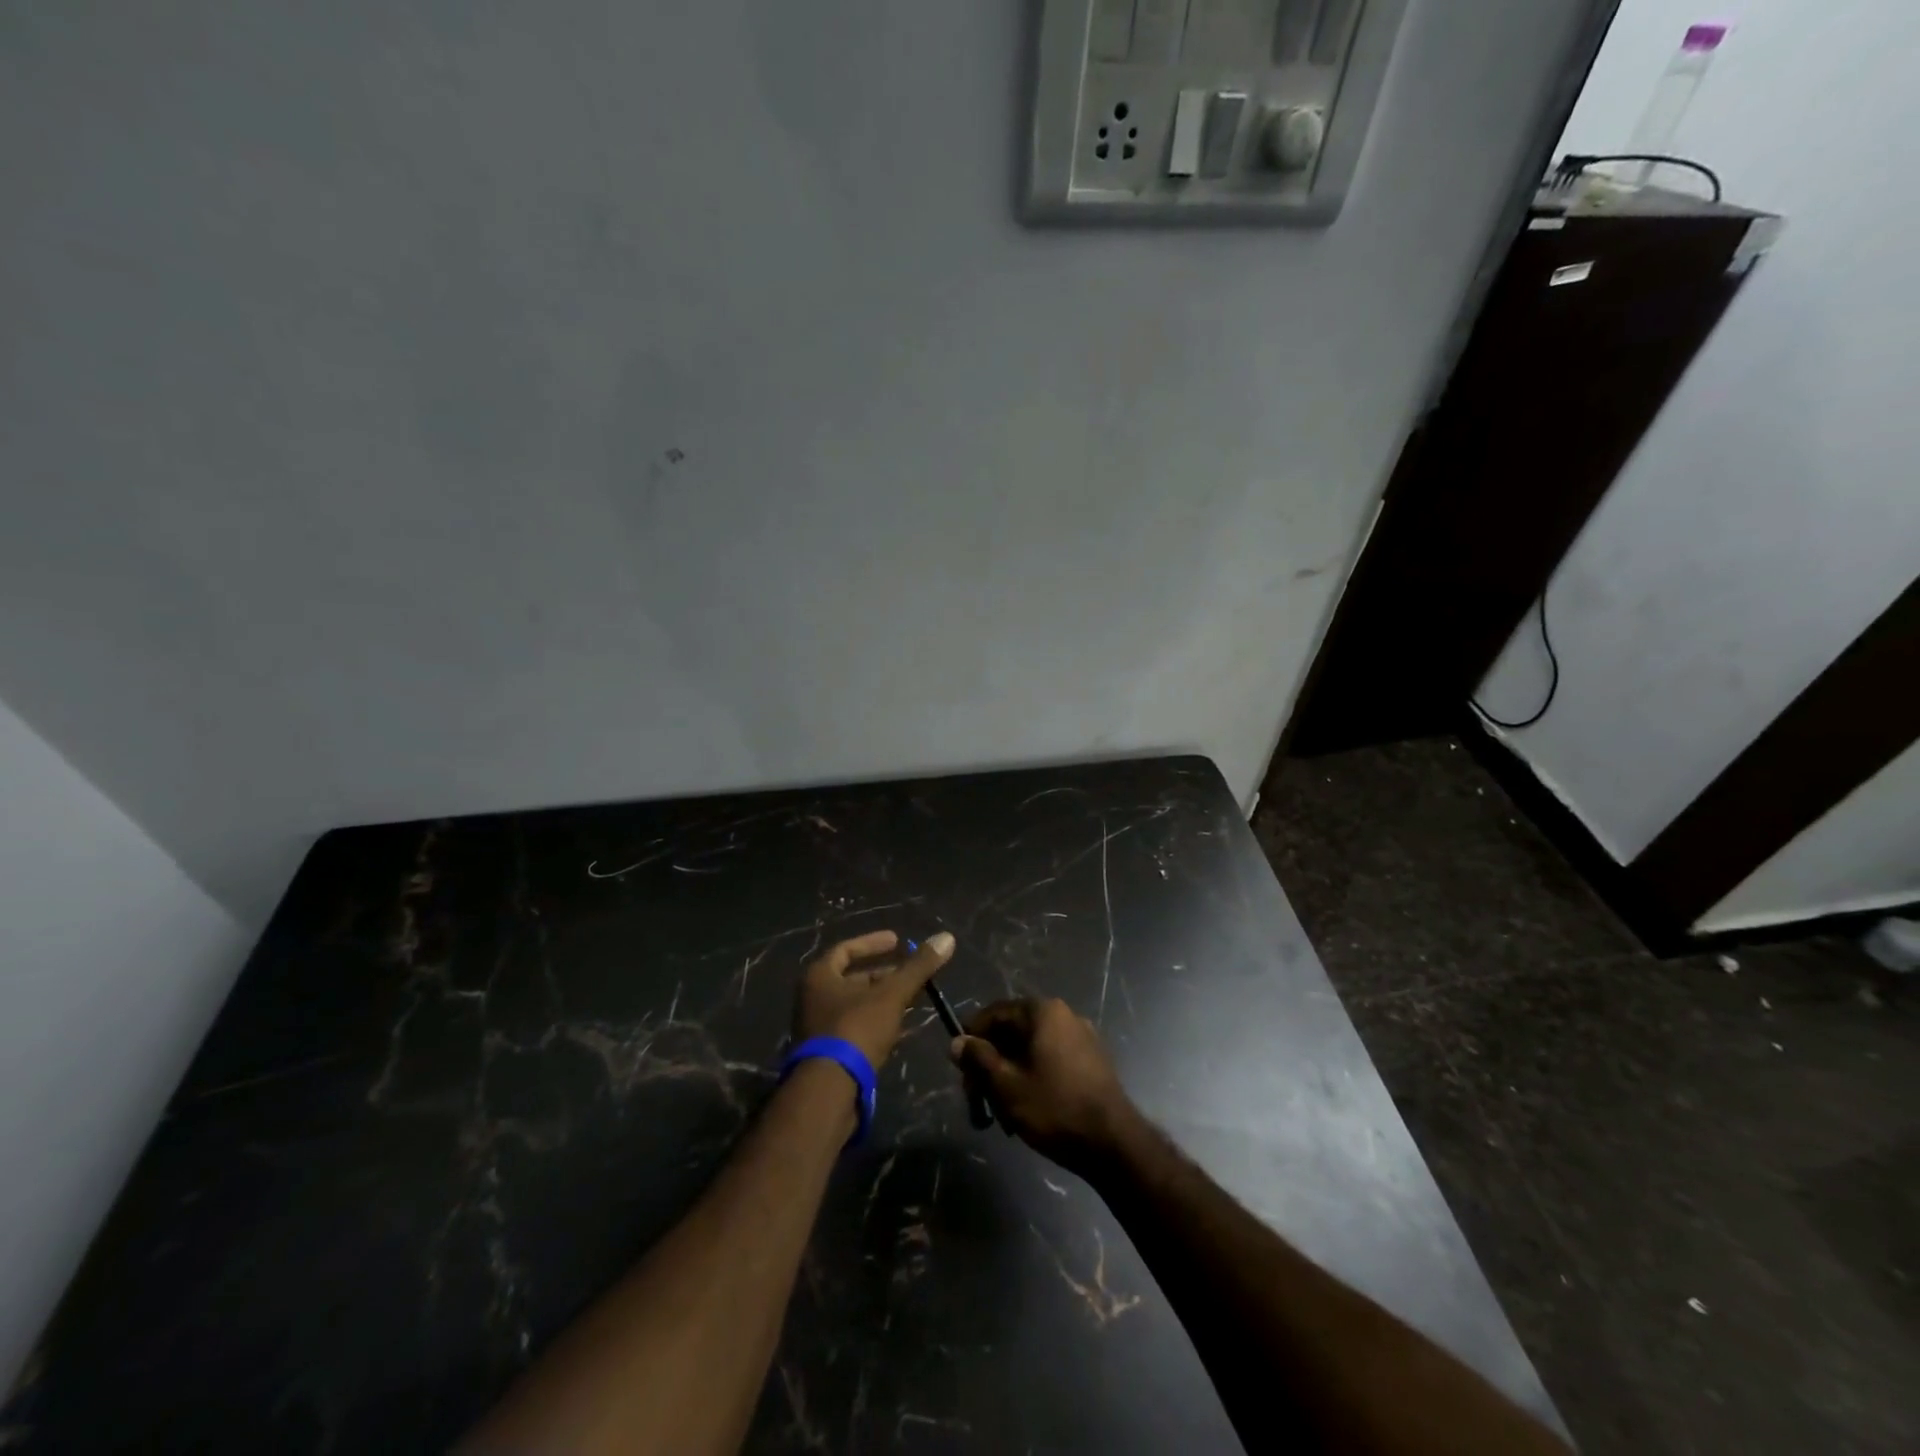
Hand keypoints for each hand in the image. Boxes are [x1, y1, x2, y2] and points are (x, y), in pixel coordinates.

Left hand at [794, 930, 954, 1070]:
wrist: (828, 1091)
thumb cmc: (856, 1029)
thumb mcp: (891, 995)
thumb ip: (918, 967)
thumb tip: (947, 937)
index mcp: (819, 977)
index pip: (846, 949)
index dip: (873, 943)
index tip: (898, 941)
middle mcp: (812, 999)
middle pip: (852, 979)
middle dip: (884, 976)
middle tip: (911, 974)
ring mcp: (818, 1029)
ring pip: (856, 1006)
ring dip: (883, 1001)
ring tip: (913, 1000)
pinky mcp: (827, 1055)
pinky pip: (856, 1029)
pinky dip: (878, 1024)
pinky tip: (902, 1030)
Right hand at [949, 998, 1141, 1176]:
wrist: (1114, 1144)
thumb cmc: (1055, 1108)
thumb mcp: (1006, 1085)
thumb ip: (978, 1058)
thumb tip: (957, 1042)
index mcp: (1042, 1012)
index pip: (993, 1013)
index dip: (971, 1039)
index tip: (960, 1070)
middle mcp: (1063, 1015)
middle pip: (1012, 1032)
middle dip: (991, 1065)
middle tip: (979, 1101)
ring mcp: (1081, 1037)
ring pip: (1030, 1050)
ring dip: (1010, 1077)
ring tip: (1003, 1116)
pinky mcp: (1092, 1061)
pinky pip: (1051, 1061)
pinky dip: (1033, 1079)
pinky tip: (1028, 1111)